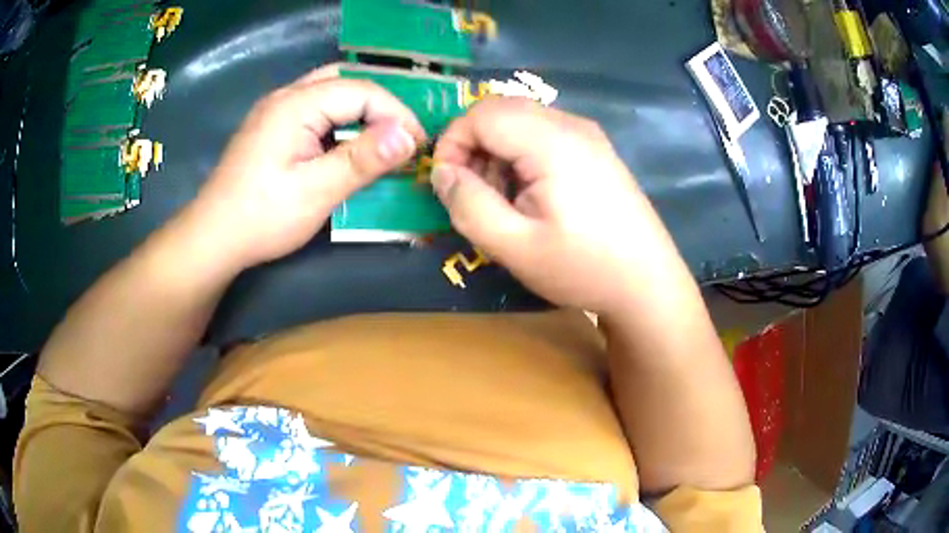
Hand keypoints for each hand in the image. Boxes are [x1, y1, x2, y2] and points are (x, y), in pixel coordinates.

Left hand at [189, 64, 425, 269]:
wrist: (212, 238)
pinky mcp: (271, 126)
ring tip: (380, 139)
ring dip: (359, 111)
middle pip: (345, 81)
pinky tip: (344, 145)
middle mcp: (285, 96)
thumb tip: (408, 136)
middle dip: (379, 106)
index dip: (396, 114)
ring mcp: (275, 110)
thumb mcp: (316, 192)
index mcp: (296, 104)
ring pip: (329, 92)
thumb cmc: (261, 217)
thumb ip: (361, 159)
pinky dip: (338, 120)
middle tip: (400, 137)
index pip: (361, 90)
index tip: (417, 146)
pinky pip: (314, 109)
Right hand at [432, 98, 689, 317]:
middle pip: (500, 110)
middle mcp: (571, 125)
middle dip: (473, 145)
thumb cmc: (584, 268)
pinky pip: (543, 134)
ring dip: (496, 151)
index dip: (452, 143)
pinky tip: (531, 194)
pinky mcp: (596, 149)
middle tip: (473, 193)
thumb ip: (469, 205)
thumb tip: (442, 173)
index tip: (448, 185)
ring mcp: (588, 134)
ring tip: (503, 199)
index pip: (481, 113)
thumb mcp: (515, 247)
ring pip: (520, 120)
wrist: (648, 283)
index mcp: (552, 142)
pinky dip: (521, 154)